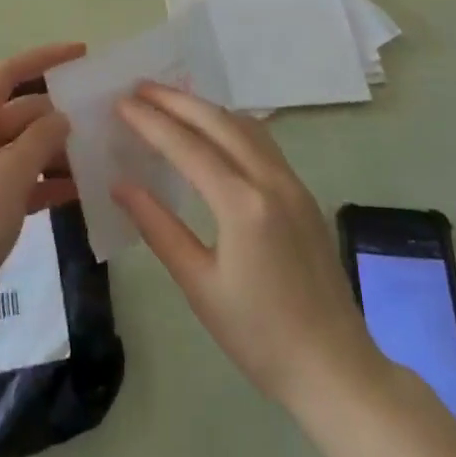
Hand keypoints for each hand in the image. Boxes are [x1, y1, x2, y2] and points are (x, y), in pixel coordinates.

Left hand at [0, 43, 85, 339]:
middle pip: (20, 113)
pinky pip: (20, 181)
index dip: (44, 58)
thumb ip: (40, 140)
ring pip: (23, 149)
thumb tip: (61, 116)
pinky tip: (79, 193)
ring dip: (56, 152)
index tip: (81, 54)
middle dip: (58, 116)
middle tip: (102, 120)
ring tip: (99, 157)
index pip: (8, 73)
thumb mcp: (8, 177)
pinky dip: (46, 183)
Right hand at [113, 83, 380, 408]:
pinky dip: (230, 125)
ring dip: (205, 108)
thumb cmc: (258, 336)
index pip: (187, 147)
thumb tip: (121, 185)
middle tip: (140, 88)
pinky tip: (213, 131)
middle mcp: (270, 180)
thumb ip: (158, 228)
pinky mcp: (302, 194)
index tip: (121, 102)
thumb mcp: (199, 285)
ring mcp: (292, 184)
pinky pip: (262, 142)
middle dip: (176, 100)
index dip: (151, 121)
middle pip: (218, 122)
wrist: (334, 368)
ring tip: (170, 101)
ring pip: (244, 126)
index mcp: (243, 205)